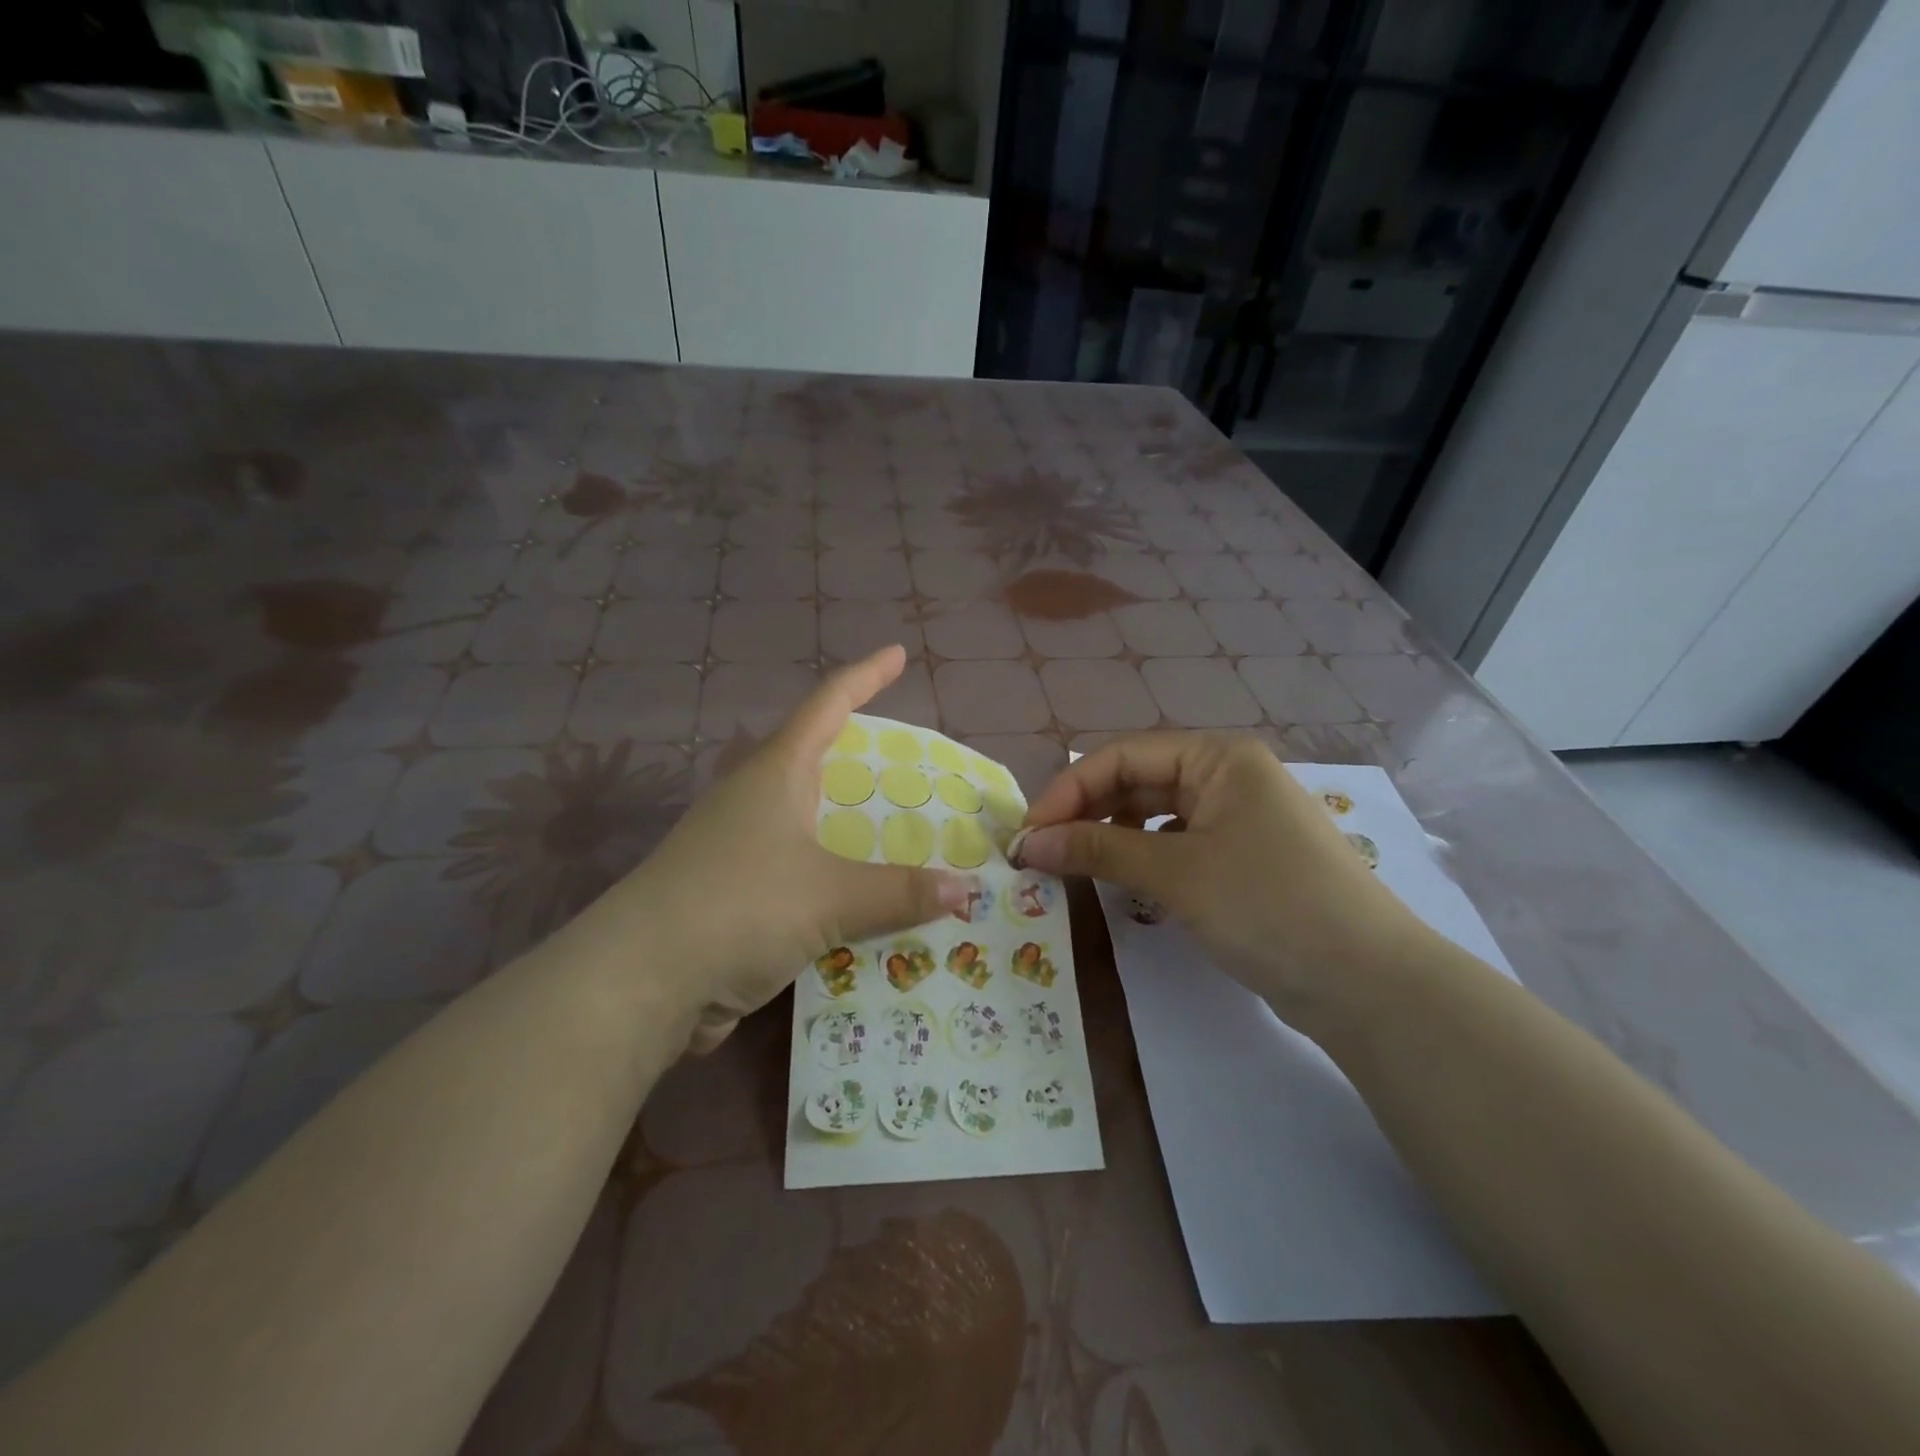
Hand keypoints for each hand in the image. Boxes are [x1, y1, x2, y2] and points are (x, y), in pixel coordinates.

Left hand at [558, 646, 976, 1052]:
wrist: (641, 981)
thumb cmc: (740, 906)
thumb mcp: (831, 895)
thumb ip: (900, 892)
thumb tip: (965, 891)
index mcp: (776, 772)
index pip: (828, 704)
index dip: (866, 676)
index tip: (896, 653)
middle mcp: (755, 798)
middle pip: (815, 758)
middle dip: (861, 756)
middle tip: (911, 765)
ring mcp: (738, 845)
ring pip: (808, 819)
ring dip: (850, 824)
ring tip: (900, 833)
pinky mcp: (733, 891)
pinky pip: (799, 870)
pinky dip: (835, 875)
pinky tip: (864, 897)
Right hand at [1012, 733, 1429, 1027]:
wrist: (1369, 984)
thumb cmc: (1268, 906)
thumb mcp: (1175, 873)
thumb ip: (1098, 848)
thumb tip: (1030, 843)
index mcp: (1219, 756)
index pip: (1122, 756)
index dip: (1069, 791)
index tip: (1030, 835)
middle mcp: (1229, 775)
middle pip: (1138, 779)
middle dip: (1087, 813)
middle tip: (1043, 854)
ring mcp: (1240, 817)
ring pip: (1156, 812)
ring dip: (1111, 834)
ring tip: (1077, 866)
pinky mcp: (1244, 857)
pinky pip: (1178, 842)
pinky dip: (1144, 856)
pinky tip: (1125, 880)